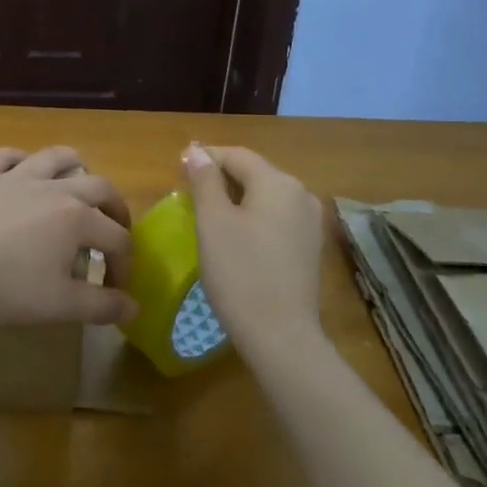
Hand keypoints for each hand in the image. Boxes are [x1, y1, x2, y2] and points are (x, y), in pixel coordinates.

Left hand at [0, 146, 137, 326]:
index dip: (124, 264)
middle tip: (115, 229)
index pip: (116, 238)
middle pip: (99, 187)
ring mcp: (15, 177)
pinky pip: (8, 157)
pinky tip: (21, 171)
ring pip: (56, 158)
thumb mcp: (58, 305)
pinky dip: (22, 161)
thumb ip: (100, 306)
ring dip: (76, 167)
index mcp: (77, 219)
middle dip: (115, 208)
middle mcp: (53, 189)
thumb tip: (133, 308)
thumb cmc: (4, 287)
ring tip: (79, 182)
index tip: (117, 289)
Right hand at [181, 143, 324, 353]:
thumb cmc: (239, 273)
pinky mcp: (309, 248)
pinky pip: (275, 218)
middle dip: (220, 178)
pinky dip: (252, 218)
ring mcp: (309, 222)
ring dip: (235, 199)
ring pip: (265, 196)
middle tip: (187, 195)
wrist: (280, 336)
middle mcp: (301, 194)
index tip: (177, 171)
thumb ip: (204, 181)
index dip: (205, 158)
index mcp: (278, 182)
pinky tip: (234, 238)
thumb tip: (196, 151)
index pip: (236, 155)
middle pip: (254, 173)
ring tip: (206, 215)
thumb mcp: (212, 222)